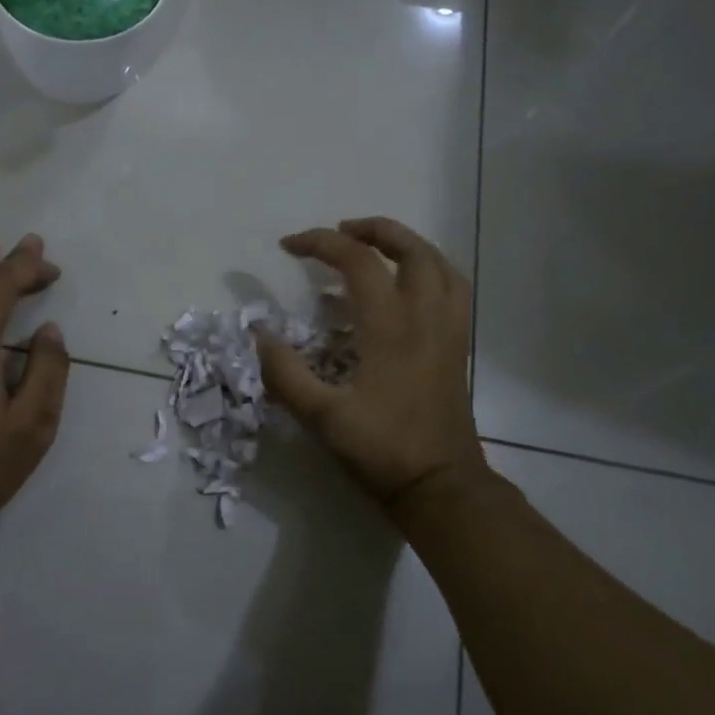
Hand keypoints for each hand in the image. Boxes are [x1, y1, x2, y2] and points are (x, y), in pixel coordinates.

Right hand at [255, 217, 489, 515]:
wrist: (440, 485)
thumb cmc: (381, 449)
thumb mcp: (321, 416)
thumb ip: (284, 373)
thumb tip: (257, 335)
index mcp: (391, 326)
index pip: (357, 261)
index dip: (320, 243)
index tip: (289, 246)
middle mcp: (425, 316)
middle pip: (410, 249)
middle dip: (373, 229)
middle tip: (339, 231)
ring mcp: (448, 329)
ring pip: (439, 264)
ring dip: (407, 244)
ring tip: (376, 247)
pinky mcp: (458, 346)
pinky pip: (453, 288)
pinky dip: (430, 270)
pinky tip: (410, 285)